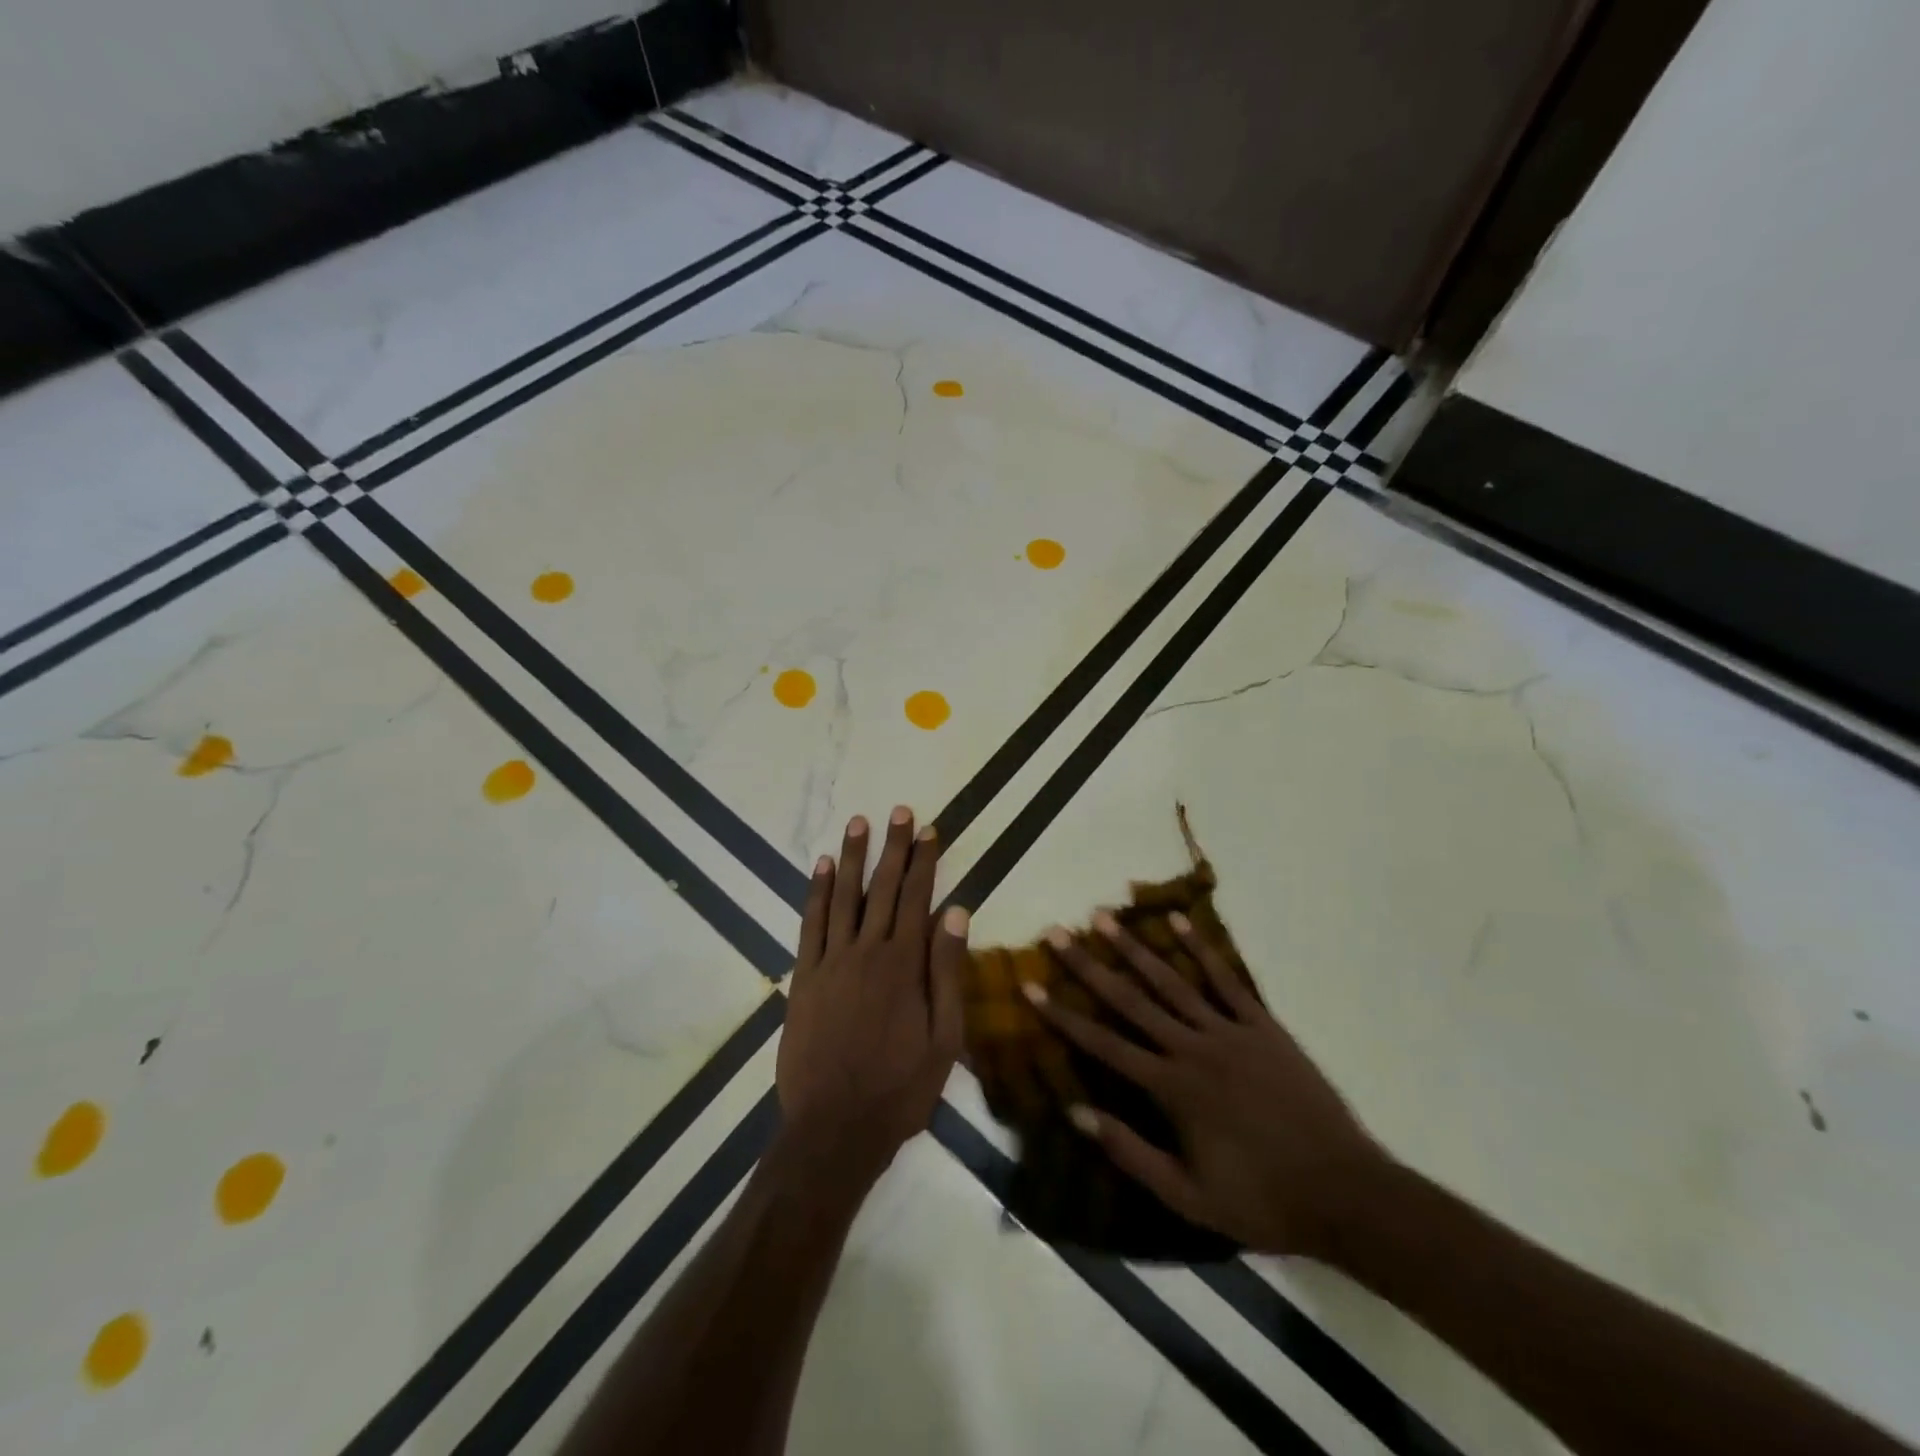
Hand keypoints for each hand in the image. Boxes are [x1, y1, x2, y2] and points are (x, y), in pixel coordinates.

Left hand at [776, 807, 969, 1184]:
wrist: (833, 1129)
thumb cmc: (899, 1088)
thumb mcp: (944, 1037)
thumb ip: (948, 971)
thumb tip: (957, 911)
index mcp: (904, 964)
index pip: (917, 898)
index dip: (924, 861)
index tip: (928, 829)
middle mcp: (866, 951)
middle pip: (882, 888)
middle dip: (892, 847)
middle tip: (897, 811)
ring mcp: (830, 962)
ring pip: (842, 896)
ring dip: (851, 858)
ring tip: (857, 823)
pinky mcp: (803, 978)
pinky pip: (809, 924)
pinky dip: (814, 893)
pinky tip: (818, 868)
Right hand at [1024, 911, 1389, 1255]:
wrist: (1345, 1194)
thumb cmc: (1261, 1201)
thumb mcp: (1187, 1197)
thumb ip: (1130, 1152)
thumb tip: (1075, 1111)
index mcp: (1172, 1088)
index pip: (1104, 1044)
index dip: (1063, 1015)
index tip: (1030, 986)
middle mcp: (1193, 1047)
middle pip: (1131, 999)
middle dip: (1089, 965)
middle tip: (1057, 933)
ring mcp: (1230, 1031)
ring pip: (1172, 980)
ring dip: (1135, 947)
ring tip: (1104, 917)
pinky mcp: (1263, 1025)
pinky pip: (1226, 980)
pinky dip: (1201, 949)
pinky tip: (1179, 922)